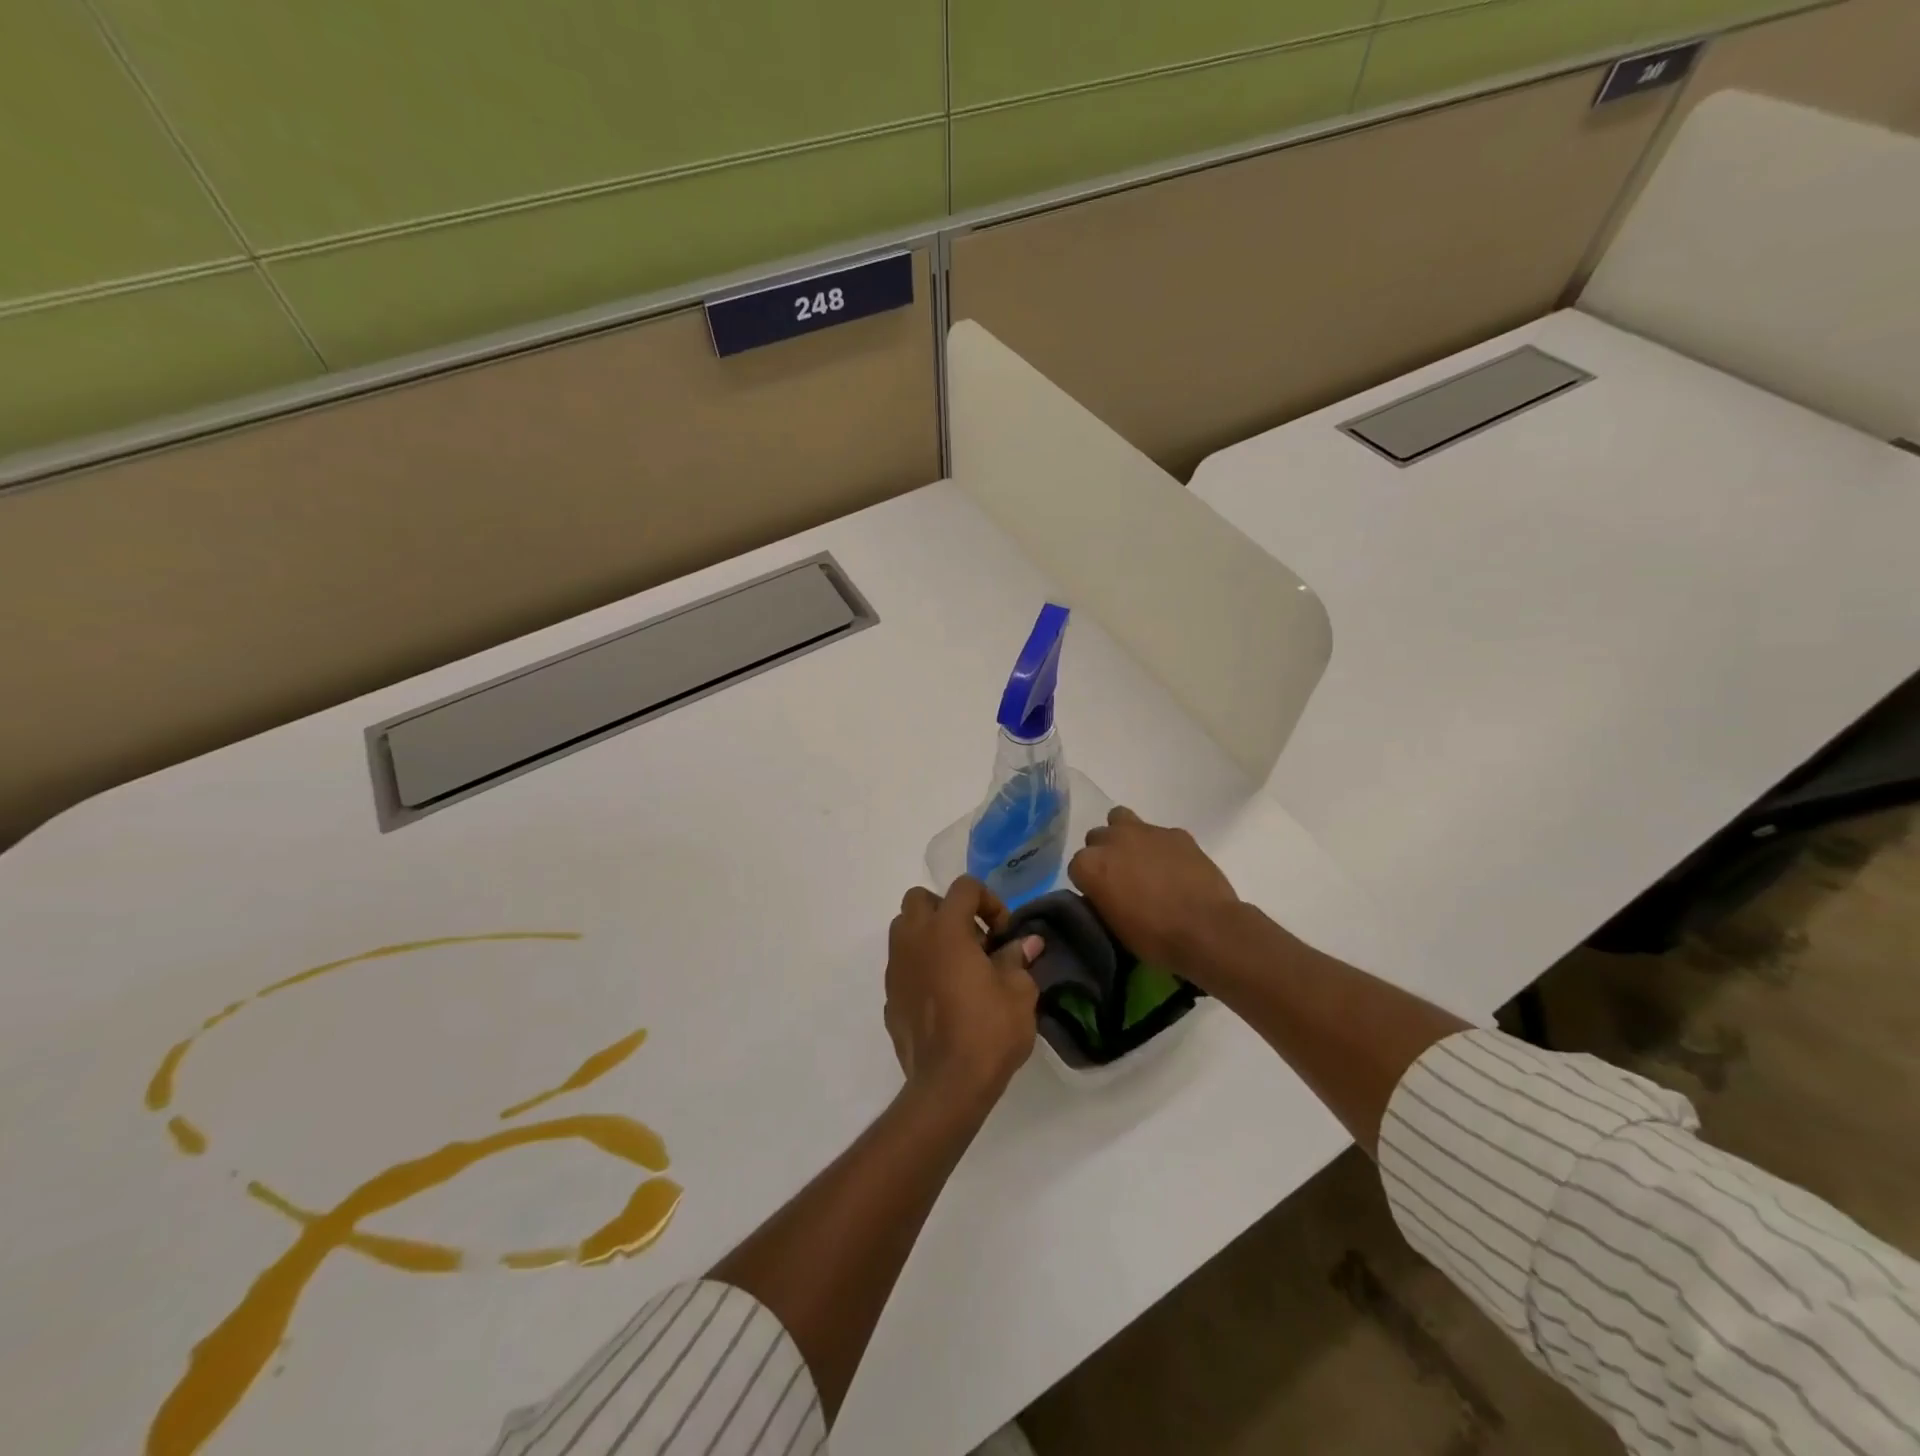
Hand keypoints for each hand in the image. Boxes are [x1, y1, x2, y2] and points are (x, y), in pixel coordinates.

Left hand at [884, 877, 1042, 1105]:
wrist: (947, 1085)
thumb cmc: (988, 1030)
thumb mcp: (1019, 992)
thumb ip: (1018, 958)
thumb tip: (1026, 942)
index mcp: (946, 929)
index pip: (964, 887)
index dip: (989, 901)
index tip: (1004, 933)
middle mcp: (914, 940)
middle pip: (920, 899)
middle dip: (947, 909)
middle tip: (974, 939)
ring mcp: (896, 969)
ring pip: (904, 930)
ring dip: (929, 935)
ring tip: (958, 965)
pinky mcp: (889, 997)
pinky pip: (903, 966)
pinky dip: (920, 968)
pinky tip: (943, 997)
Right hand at [1068, 807, 1241, 972]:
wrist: (1207, 930)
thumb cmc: (1155, 938)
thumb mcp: (1113, 927)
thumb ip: (1101, 900)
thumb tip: (1104, 894)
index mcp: (1090, 865)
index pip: (1077, 867)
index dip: (1089, 884)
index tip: (1101, 898)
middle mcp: (1111, 839)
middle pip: (1096, 839)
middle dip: (1104, 855)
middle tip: (1120, 879)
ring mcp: (1144, 831)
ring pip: (1121, 819)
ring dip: (1124, 835)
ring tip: (1140, 859)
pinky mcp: (1175, 832)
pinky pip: (1158, 833)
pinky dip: (1160, 846)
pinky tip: (1173, 866)